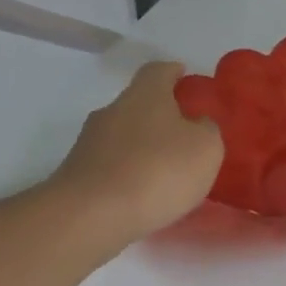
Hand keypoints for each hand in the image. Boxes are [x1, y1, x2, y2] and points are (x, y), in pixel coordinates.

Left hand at [48, 62, 223, 245]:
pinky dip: (130, 172)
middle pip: (139, 103)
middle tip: (186, 134)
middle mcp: (113, 110)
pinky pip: (113, 164)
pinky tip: (146, 193)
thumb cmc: (159, 170)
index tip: (186, 78)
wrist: (91, 215)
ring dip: (144, 146)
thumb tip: (197, 124)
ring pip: (124, 135)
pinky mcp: (78, 174)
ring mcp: (89, 142)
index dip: (173, 72)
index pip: (158, 70)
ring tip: (169, 171)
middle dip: (161, 115)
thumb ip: (207, 129)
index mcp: (145, 95)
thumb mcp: (206, 147)